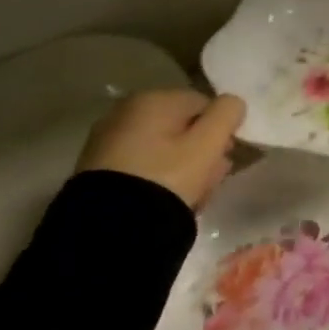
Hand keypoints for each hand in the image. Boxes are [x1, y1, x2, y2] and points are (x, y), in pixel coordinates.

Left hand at [77, 89, 250, 210]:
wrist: (109, 230)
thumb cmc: (167, 177)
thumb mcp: (208, 144)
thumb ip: (227, 114)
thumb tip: (232, 103)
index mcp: (152, 99)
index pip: (204, 105)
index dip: (220, 131)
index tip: (224, 159)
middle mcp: (125, 111)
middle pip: (181, 126)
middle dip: (201, 150)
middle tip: (211, 179)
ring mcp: (107, 140)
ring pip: (161, 147)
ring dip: (182, 166)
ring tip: (192, 195)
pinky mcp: (96, 169)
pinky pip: (141, 165)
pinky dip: (157, 177)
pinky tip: (166, 200)